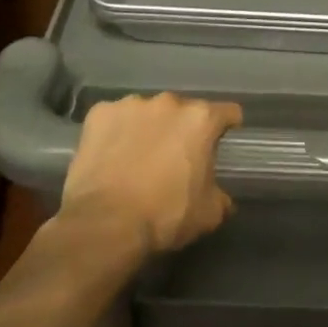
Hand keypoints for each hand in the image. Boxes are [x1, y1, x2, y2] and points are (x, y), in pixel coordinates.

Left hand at [55, 93, 242, 259]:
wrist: (105, 224)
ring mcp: (131, 104)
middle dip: (181, 130)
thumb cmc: (164, 216)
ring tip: (137, 158)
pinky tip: (110, 156)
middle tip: (173, 159)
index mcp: (200, 119)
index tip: (221, 142)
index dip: (227, 127)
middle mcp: (169, 102)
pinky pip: (114, 119)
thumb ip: (220, 196)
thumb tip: (222, 197)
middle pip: (183, 111)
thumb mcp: (208, 214)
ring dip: (148, 128)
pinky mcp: (100, 113)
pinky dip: (116, 132)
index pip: (227, 112)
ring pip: (147, 112)